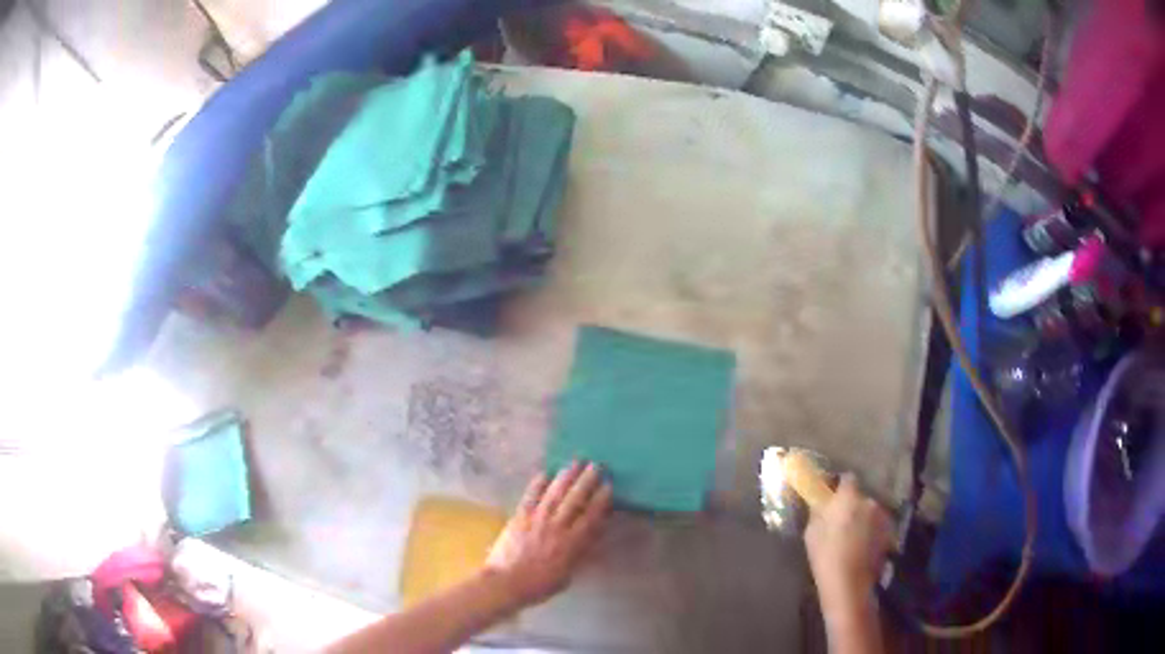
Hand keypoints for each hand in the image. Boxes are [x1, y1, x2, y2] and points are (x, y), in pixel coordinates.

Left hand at [485, 462, 612, 607]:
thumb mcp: (567, 574)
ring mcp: (537, 519)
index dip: (601, 500)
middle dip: (586, 481)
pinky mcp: (520, 516)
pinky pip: (531, 495)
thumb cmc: (539, 585)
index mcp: (571, 543)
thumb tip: (593, 535)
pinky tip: (545, 473)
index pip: (591, 517)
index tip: (608, 486)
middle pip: (575, 500)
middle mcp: (556, 527)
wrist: (506, 582)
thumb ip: (580, 553)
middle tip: (596, 466)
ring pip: (555, 493)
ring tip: (576, 463)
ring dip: (566, 477)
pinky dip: (538, 483)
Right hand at [804, 474, 892, 604]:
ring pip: (870, 512)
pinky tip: (863, 546)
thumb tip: (821, 502)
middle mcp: (869, 501)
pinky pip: (878, 525)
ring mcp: (882, 517)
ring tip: (854, 537)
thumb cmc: (825, 555)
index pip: (848, 478)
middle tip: (841, 521)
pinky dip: (871, 531)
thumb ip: (819, 511)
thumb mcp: (812, 531)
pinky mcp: (889, 533)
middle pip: (860, 497)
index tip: (833, 496)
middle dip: (852, 505)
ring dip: (864, 518)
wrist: (848, 581)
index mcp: (849, 497)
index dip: (840, 486)